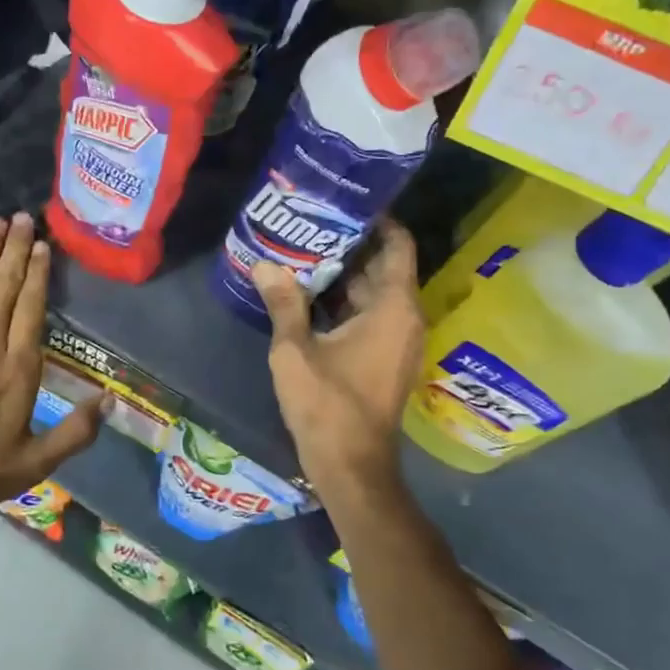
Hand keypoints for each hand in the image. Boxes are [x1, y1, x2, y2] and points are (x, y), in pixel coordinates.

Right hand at [254, 221, 424, 500]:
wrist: (351, 467)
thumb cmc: (328, 404)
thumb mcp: (295, 350)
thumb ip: (283, 303)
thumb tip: (264, 264)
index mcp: (394, 308)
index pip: (397, 245)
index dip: (377, 220)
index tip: (345, 202)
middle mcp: (405, 318)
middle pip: (383, 266)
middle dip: (350, 244)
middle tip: (311, 222)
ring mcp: (397, 340)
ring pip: (374, 292)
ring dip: (344, 274)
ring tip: (303, 249)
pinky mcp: (384, 358)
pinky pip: (370, 315)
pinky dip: (345, 301)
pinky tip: (308, 293)